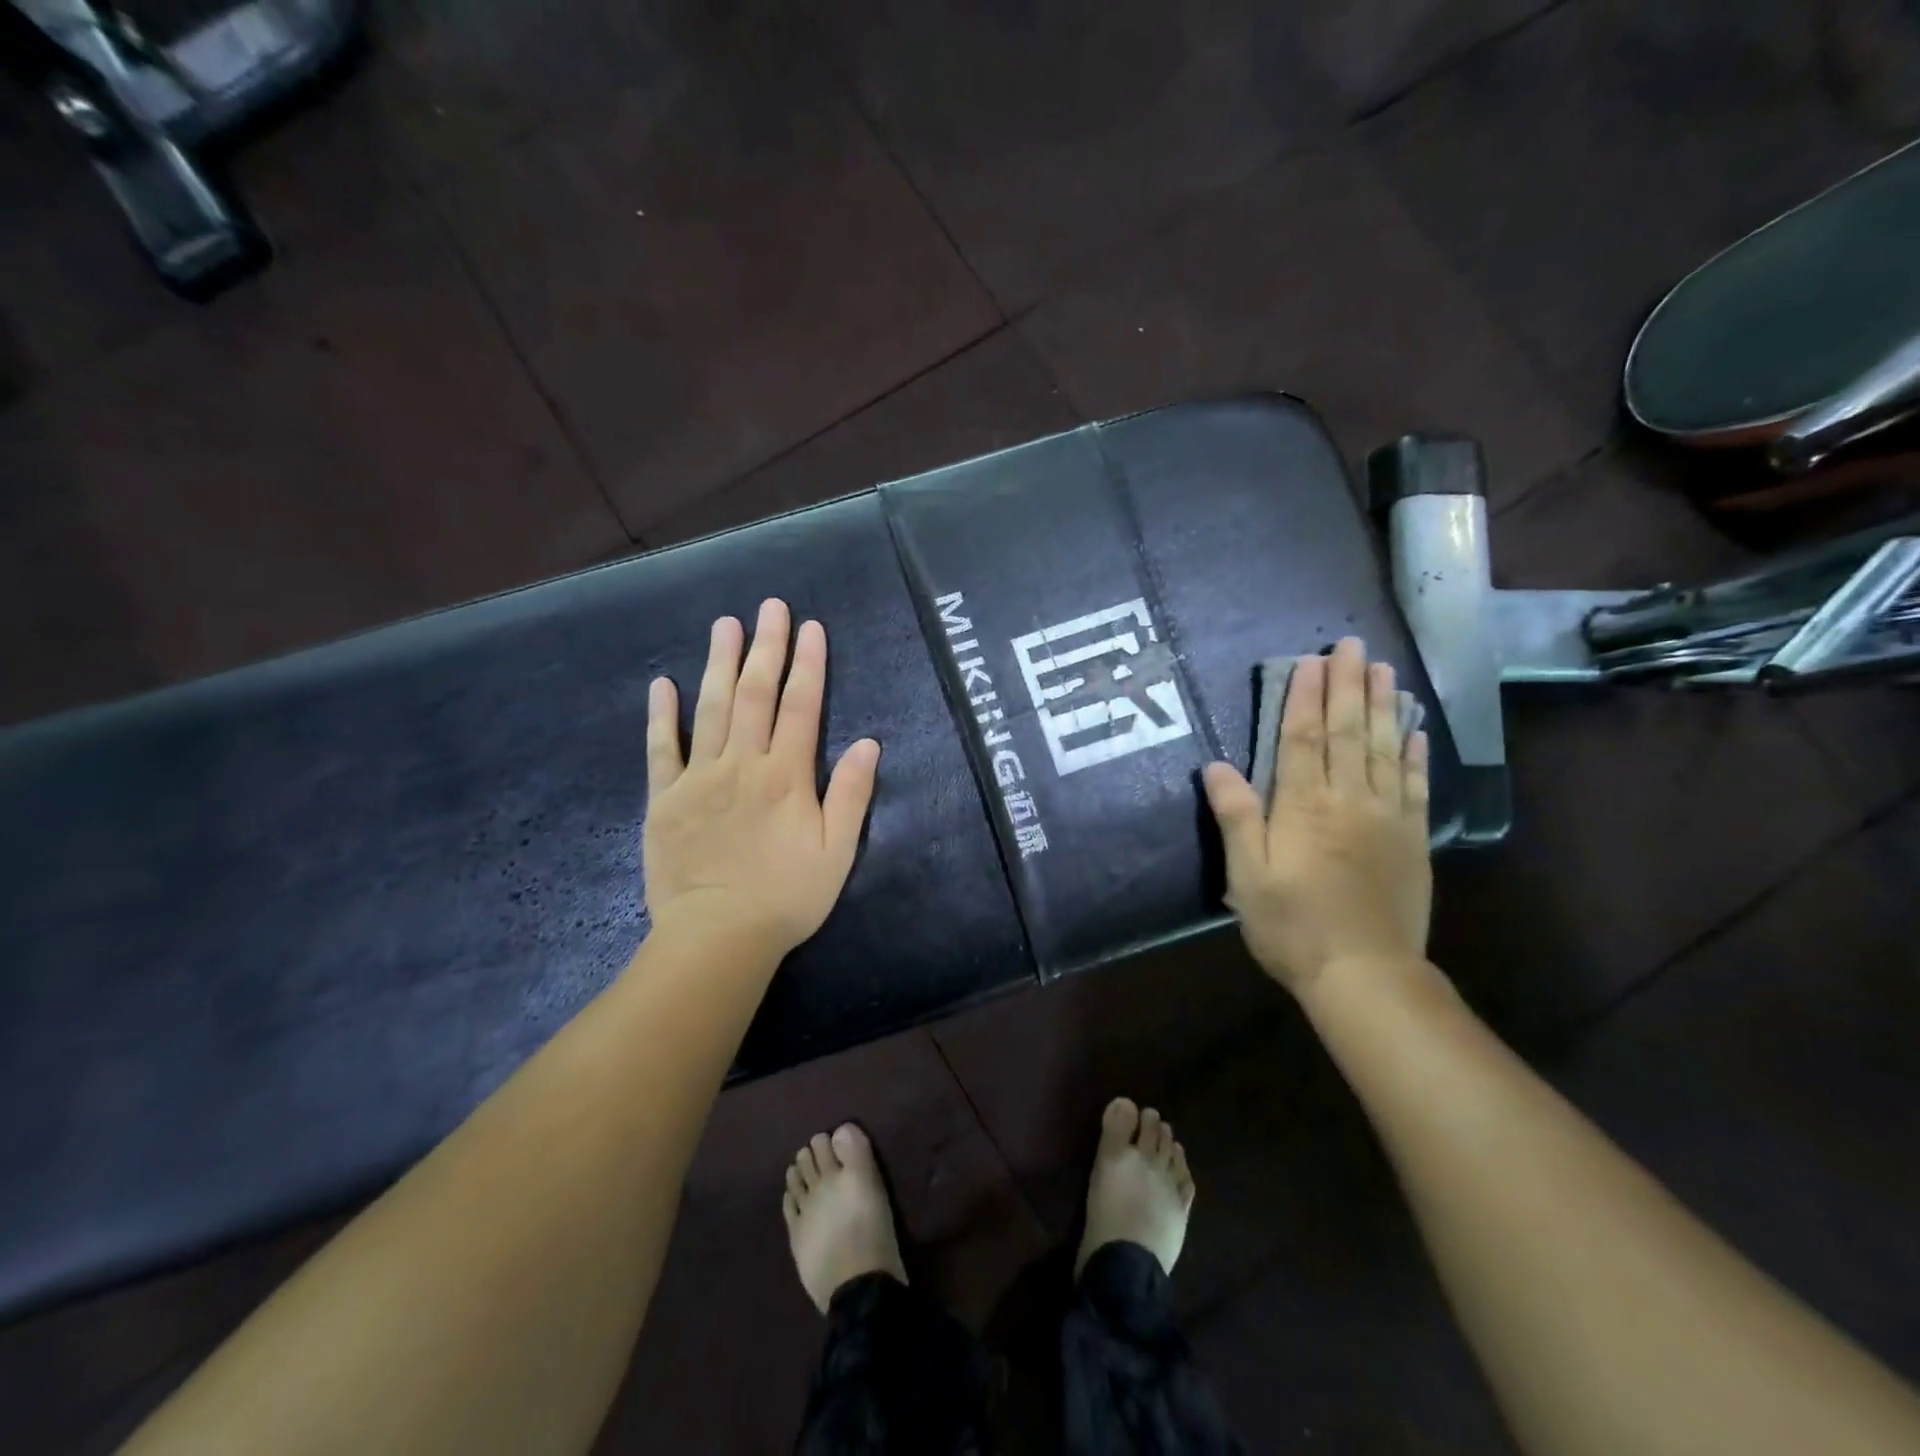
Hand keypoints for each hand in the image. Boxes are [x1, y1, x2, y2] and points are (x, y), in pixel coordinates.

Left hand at [643, 599, 880, 961]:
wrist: (717, 938)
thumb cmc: (786, 898)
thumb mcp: (837, 853)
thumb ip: (851, 795)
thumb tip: (869, 743)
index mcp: (786, 777)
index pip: (800, 707)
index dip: (808, 664)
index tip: (810, 628)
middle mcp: (743, 765)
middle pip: (755, 695)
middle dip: (765, 647)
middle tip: (769, 606)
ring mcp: (699, 778)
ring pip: (711, 709)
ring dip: (719, 663)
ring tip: (725, 624)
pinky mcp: (665, 799)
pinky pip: (662, 749)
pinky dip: (662, 715)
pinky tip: (663, 683)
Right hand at [1201, 638, 1431, 995]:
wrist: (1364, 974)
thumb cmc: (1291, 925)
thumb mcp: (1246, 876)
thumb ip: (1236, 817)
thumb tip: (1216, 765)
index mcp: (1303, 806)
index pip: (1301, 738)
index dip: (1303, 697)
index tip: (1310, 660)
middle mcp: (1348, 800)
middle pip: (1347, 732)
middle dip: (1347, 685)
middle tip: (1353, 645)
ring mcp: (1386, 817)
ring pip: (1384, 749)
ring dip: (1383, 706)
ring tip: (1385, 669)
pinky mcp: (1412, 839)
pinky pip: (1414, 785)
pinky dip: (1414, 754)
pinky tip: (1415, 730)